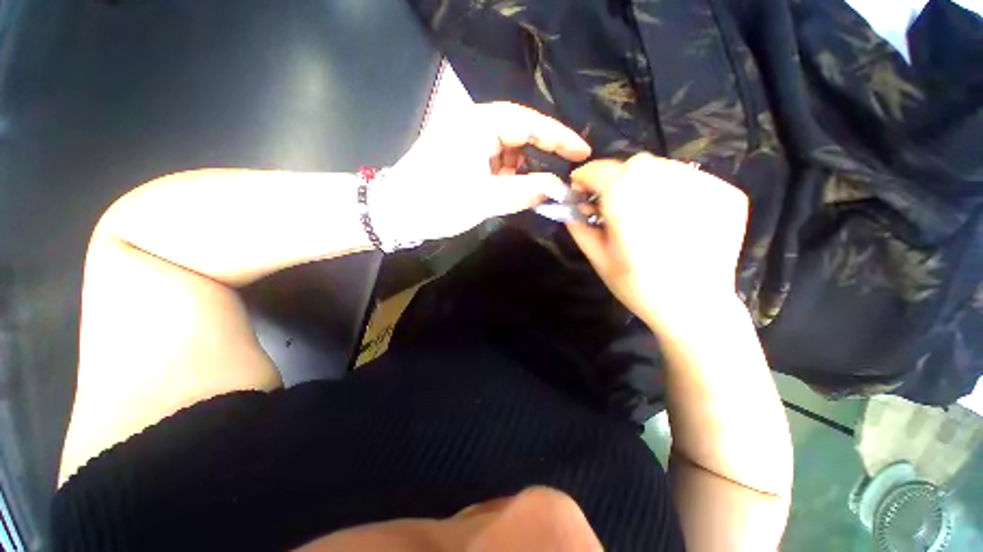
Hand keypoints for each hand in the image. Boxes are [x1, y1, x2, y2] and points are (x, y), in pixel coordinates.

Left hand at [373, 102, 590, 242]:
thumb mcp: (484, 199)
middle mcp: (474, 124)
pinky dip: (508, 175)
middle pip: (520, 133)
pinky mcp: (463, 155)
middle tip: (563, 174)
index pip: (528, 122)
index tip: (583, 151)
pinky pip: (495, 160)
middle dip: (541, 155)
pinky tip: (513, 190)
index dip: (559, 137)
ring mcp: (467, 139)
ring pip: (508, 149)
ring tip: (534, 189)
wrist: (397, 212)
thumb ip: (524, 191)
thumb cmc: (437, 202)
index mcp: (478, 123)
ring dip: (523, 169)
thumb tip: (557, 187)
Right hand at [566, 153, 749, 332]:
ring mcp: (702, 185)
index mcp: (627, 203)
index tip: (581, 188)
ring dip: (646, 181)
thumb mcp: (598, 259)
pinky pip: (691, 178)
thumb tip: (572, 206)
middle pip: (633, 164)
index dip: (586, 177)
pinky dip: (675, 189)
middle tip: (615, 203)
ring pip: (663, 166)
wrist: (696, 309)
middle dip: (616, 178)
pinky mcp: (727, 193)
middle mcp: (665, 185)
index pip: (600, 171)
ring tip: (646, 210)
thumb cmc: (638, 288)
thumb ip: (580, 227)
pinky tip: (674, 215)